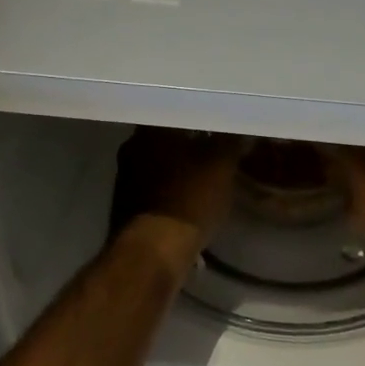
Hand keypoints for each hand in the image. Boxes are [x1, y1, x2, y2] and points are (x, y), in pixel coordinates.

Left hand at [109, 128, 244, 245]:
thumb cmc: (188, 198)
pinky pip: (155, 191)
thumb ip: (231, 141)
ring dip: (179, 170)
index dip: (200, 118)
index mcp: (149, 131)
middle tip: (215, 149)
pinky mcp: (126, 208)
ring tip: (206, 176)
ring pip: (159, 166)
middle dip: (189, 145)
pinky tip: (190, 201)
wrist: (154, 252)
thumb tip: (240, 129)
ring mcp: (124, 180)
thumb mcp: (222, 165)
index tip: (217, 123)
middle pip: (166, 140)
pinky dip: (172, 193)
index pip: (176, 113)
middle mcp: (131, 149)